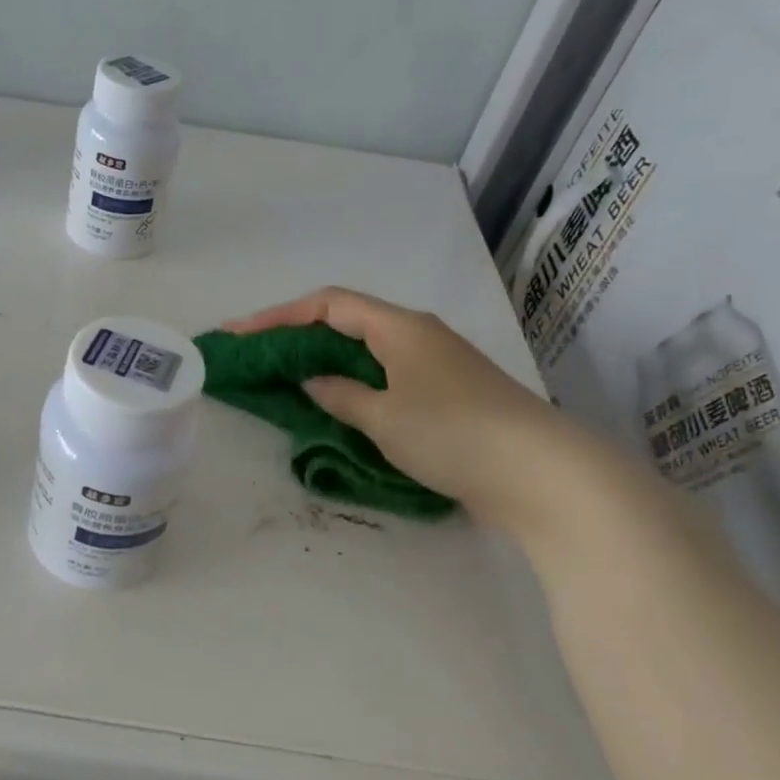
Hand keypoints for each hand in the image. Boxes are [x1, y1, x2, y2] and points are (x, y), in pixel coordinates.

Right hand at [224, 286, 579, 533]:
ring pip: (364, 352)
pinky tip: (337, 405)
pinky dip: (351, 385)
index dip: (277, 315)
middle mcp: (417, 335)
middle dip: (296, 336)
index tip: (238, 334)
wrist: (541, 474)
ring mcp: (435, 365)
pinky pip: (383, 378)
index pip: (327, 305)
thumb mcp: (383, 417)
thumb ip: (340, 395)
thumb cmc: (453, 434)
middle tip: (255, 357)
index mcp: (399, 327)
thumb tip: (314, 381)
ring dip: (323, 361)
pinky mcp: (446, 395)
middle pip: (344, 323)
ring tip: (285, 379)